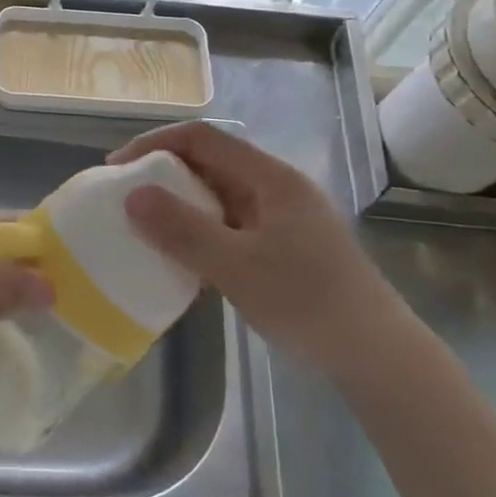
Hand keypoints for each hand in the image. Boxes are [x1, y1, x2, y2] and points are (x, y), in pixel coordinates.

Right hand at [108, 122, 405, 375]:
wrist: (377, 357)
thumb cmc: (308, 303)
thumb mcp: (237, 267)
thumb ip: (183, 230)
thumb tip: (132, 196)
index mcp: (271, 178)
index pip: (203, 138)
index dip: (155, 143)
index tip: (118, 168)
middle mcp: (277, 188)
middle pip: (211, 163)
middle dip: (164, 174)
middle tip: (126, 199)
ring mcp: (283, 218)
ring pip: (220, 196)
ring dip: (181, 205)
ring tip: (145, 227)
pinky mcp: (284, 247)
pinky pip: (231, 225)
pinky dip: (201, 231)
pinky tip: (182, 258)